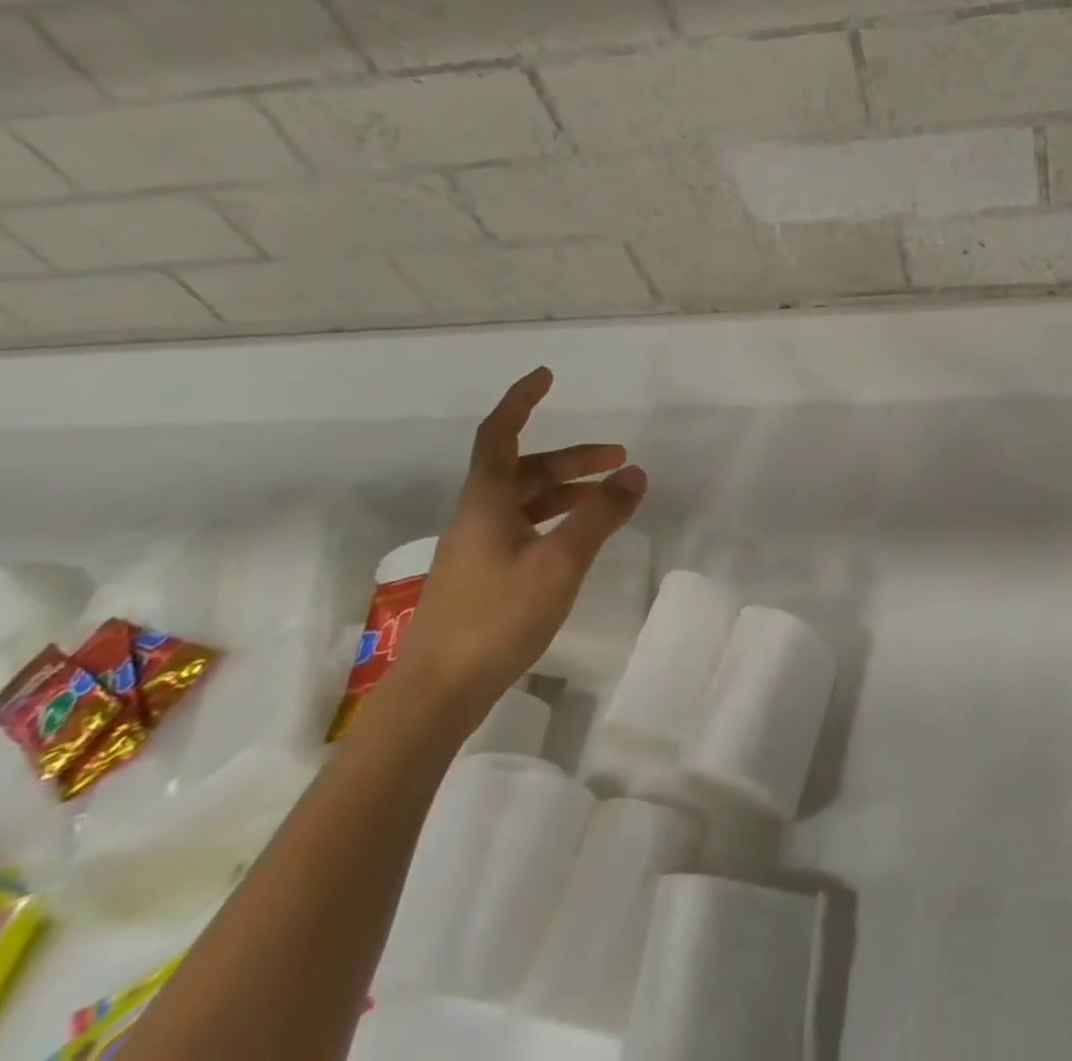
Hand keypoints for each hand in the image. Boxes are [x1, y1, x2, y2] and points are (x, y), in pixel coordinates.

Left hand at [395, 367, 646, 713]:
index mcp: (486, 503)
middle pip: (524, 469)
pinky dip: (558, 520)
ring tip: (611, 498)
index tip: (547, 377)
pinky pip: (526, 529)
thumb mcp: (560, 561)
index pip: (500, 435)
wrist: (437, 695)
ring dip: (568, 490)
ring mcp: (479, 550)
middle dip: (573, 458)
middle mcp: (478, 518)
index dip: (521, 402)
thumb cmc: (496, 617)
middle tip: (620, 458)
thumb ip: (600, 515)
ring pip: (527, 502)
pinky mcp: (485, 579)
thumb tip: (635, 473)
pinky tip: (580, 539)